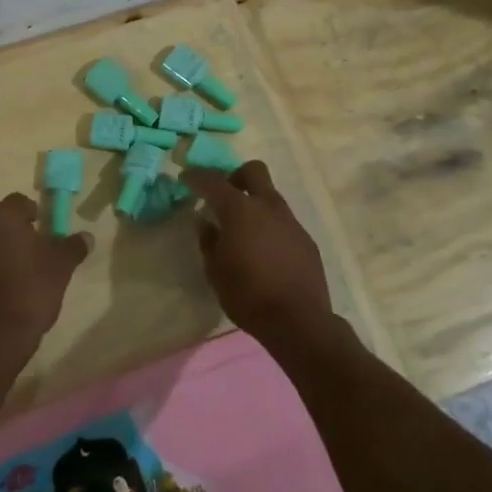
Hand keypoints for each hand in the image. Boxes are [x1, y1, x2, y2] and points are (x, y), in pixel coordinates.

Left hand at [0, 193, 90, 364]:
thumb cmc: (31, 289)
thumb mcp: (61, 266)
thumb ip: (73, 246)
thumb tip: (86, 236)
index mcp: (2, 216)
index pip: (20, 202)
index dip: (35, 214)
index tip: (46, 232)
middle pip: (0, 218)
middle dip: (16, 228)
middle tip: (35, 248)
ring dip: (1, 246)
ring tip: (20, 267)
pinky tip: (5, 283)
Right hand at [181, 162, 333, 350]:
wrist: (298, 321)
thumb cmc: (248, 295)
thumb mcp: (215, 271)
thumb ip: (208, 241)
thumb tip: (206, 223)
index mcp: (239, 210)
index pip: (213, 181)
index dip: (197, 176)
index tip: (185, 178)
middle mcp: (268, 206)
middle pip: (253, 171)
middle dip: (235, 176)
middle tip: (223, 196)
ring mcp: (291, 221)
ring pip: (271, 196)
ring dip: (254, 204)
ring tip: (243, 231)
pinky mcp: (305, 239)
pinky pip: (284, 221)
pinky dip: (270, 227)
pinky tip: (265, 252)